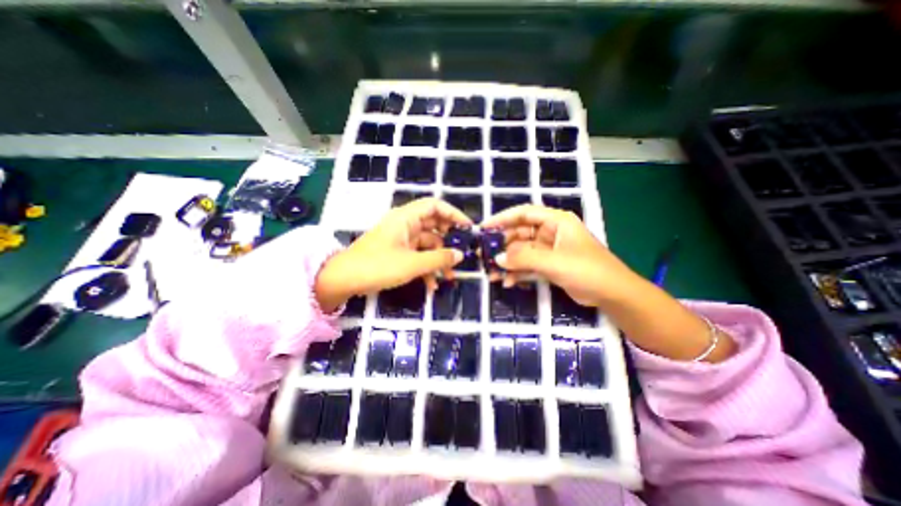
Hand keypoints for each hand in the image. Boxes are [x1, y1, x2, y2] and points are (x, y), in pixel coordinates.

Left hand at [314, 197, 471, 309]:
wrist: (343, 281)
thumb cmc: (378, 266)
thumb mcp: (412, 264)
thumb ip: (439, 259)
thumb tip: (461, 255)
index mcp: (406, 218)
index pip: (435, 205)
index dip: (453, 214)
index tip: (468, 228)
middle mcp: (405, 225)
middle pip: (434, 226)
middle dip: (448, 242)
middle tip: (462, 255)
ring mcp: (401, 240)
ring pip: (427, 245)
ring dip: (438, 260)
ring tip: (448, 278)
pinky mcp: (397, 253)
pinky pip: (417, 256)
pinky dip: (426, 268)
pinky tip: (431, 286)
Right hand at [482, 204, 734, 361]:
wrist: (612, 295)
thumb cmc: (587, 270)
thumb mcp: (554, 262)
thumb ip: (524, 258)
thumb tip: (497, 258)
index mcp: (556, 221)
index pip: (524, 213)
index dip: (503, 218)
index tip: (484, 228)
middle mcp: (550, 232)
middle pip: (519, 234)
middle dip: (502, 246)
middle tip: (484, 256)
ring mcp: (549, 250)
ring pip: (522, 252)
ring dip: (508, 262)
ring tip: (492, 274)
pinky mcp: (549, 265)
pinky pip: (528, 265)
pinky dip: (517, 273)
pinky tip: (508, 282)